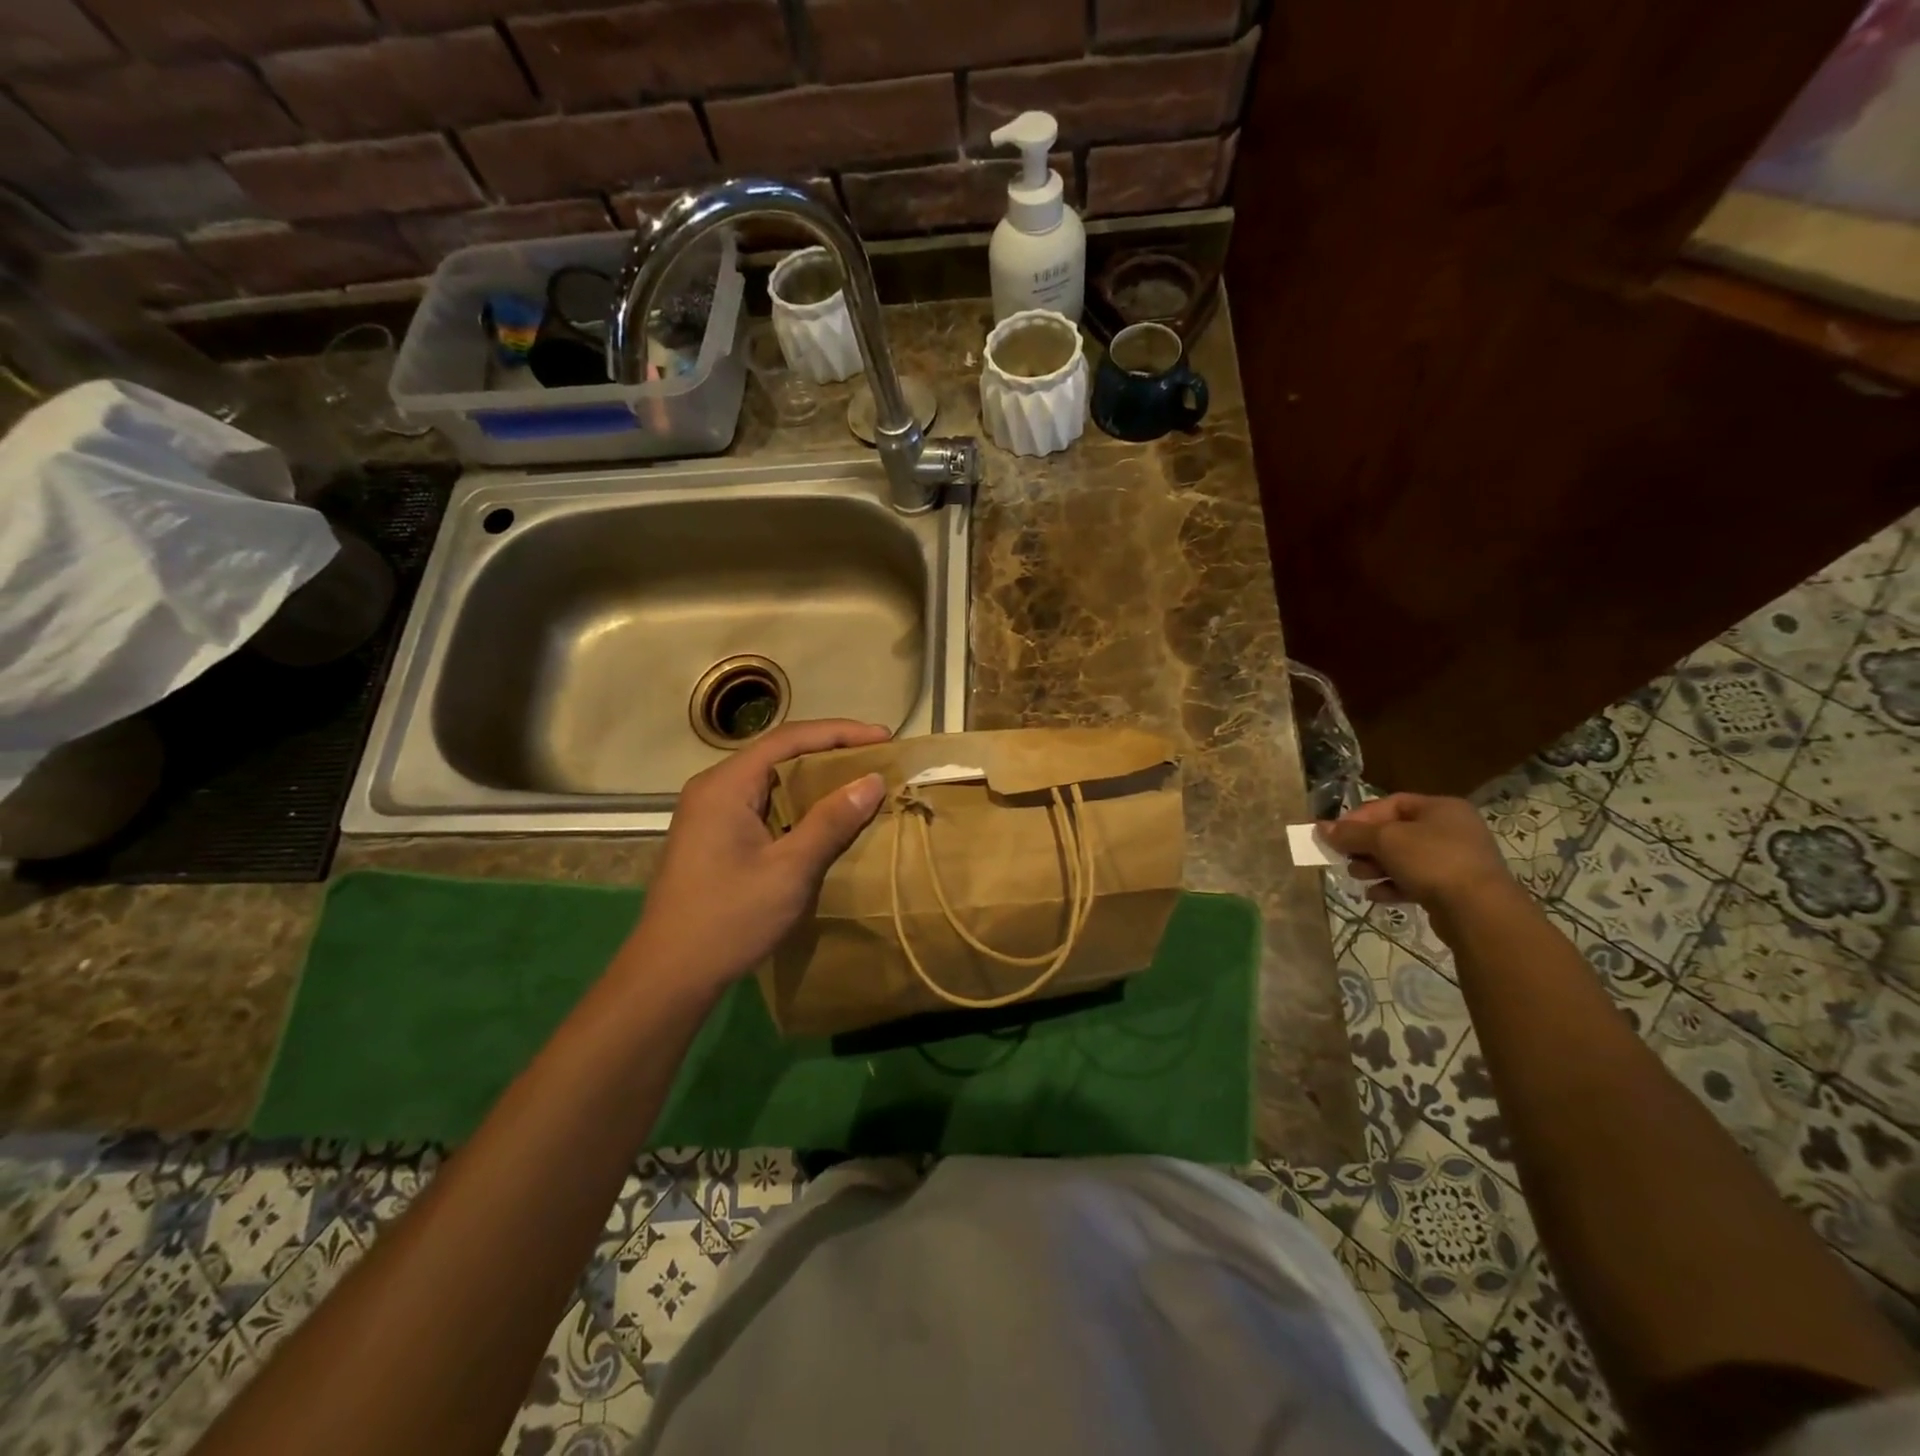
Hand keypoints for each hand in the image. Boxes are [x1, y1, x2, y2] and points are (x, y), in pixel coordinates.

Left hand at [626, 719, 890, 992]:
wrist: (669, 976)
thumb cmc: (729, 918)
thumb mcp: (790, 870)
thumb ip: (831, 821)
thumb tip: (872, 780)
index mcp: (725, 785)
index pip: (789, 739)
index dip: (840, 733)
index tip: (884, 738)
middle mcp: (714, 788)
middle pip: (780, 755)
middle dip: (831, 753)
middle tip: (877, 759)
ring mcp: (710, 813)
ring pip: (772, 781)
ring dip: (816, 780)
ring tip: (860, 783)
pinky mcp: (714, 837)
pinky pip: (764, 805)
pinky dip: (799, 804)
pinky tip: (825, 818)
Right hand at [1321, 794, 1518, 917]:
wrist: (1479, 911)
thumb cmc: (1432, 861)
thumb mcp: (1385, 840)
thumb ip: (1351, 833)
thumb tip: (1321, 827)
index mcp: (1441, 808)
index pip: (1391, 804)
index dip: (1360, 817)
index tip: (1336, 833)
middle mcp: (1451, 829)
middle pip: (1396, 832)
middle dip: (1365, 845)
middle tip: (1344, 857)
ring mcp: (1455, 860)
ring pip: (1403, 858)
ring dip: (1375, 866)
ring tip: (1357, 877)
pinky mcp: (1453, 888)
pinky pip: (1415, 881)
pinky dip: (1392, 885)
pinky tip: (1375, 895)